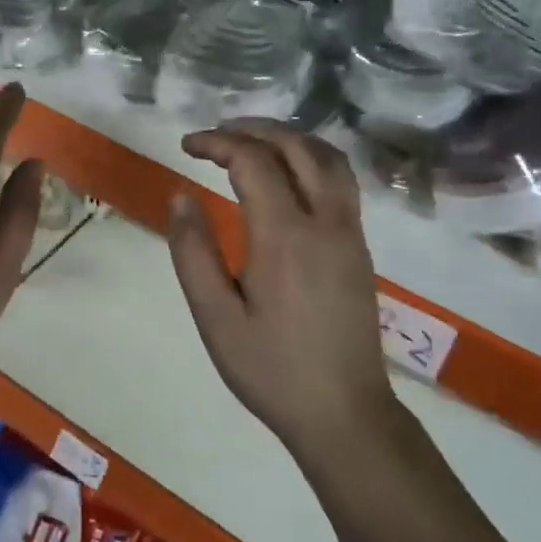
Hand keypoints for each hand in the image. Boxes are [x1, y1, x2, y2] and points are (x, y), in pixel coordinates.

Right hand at [166, 119, 391, 458]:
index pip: (253, 161)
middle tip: (216, 134)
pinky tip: (288, 176)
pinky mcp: (360, 248)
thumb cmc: (271, 369)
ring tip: (251, 143)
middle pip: (297, 147)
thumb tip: (180, 196)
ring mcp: (350, 233)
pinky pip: (341, 181)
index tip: (186, 146)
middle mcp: (326, 222)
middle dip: (254, 129)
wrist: (343, 413)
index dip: (217, 142)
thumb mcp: (215, 317)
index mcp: (285, 236)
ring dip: (289, 138)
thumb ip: (193, 252)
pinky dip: (311, 159)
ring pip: (328, 158)